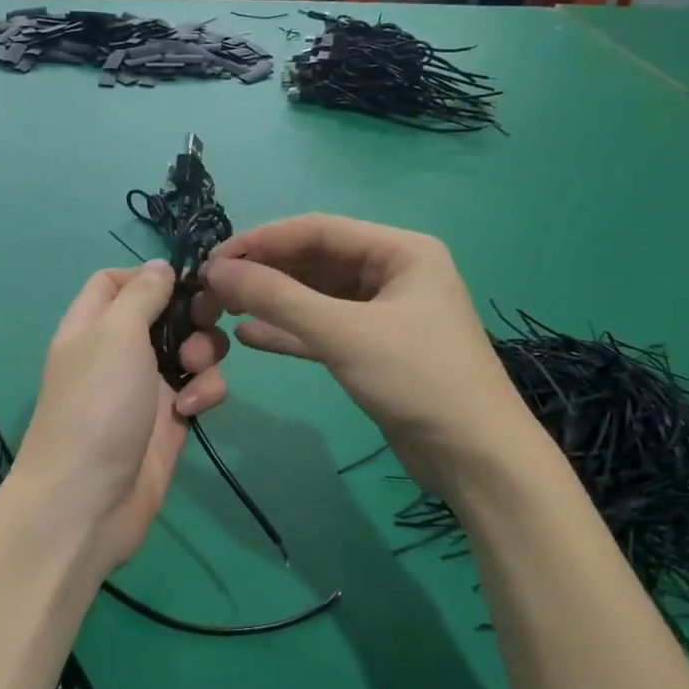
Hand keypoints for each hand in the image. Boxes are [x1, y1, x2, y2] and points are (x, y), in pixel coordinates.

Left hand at [15, 262, 229, 566]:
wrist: (89, 500)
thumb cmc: (97, 405)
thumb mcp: (115, 334)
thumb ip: (141, 294)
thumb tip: (160, 265)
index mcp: (93, 325)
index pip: (114, 282)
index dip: (148, 275)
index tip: (182, 281)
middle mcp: (119, 351)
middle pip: (165, 313)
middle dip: (192, 315)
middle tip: (207, 320)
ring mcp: (147, 387)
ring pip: (192, 350)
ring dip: (203, 354)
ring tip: (192, 372)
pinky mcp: (172, 419)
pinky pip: (201, 389)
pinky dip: (204, 393)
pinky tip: (190, 410)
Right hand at [199, 216, 536, 494]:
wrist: (475, 458)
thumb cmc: (418, 380)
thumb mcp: (344, 333)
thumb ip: (278, 298)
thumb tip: (217, 271)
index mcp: (401, 251)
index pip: (318, 230)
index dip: (262, 241)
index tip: (213, 259)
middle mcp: (393, 273)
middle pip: (316, 262)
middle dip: (265, 273)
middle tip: (213, 289)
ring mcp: (384, 313)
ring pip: (316, 297)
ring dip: (272, 302)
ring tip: (222, 309)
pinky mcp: (374, 350)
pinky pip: (324, 330)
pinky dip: (289, 332)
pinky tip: (249, 336)